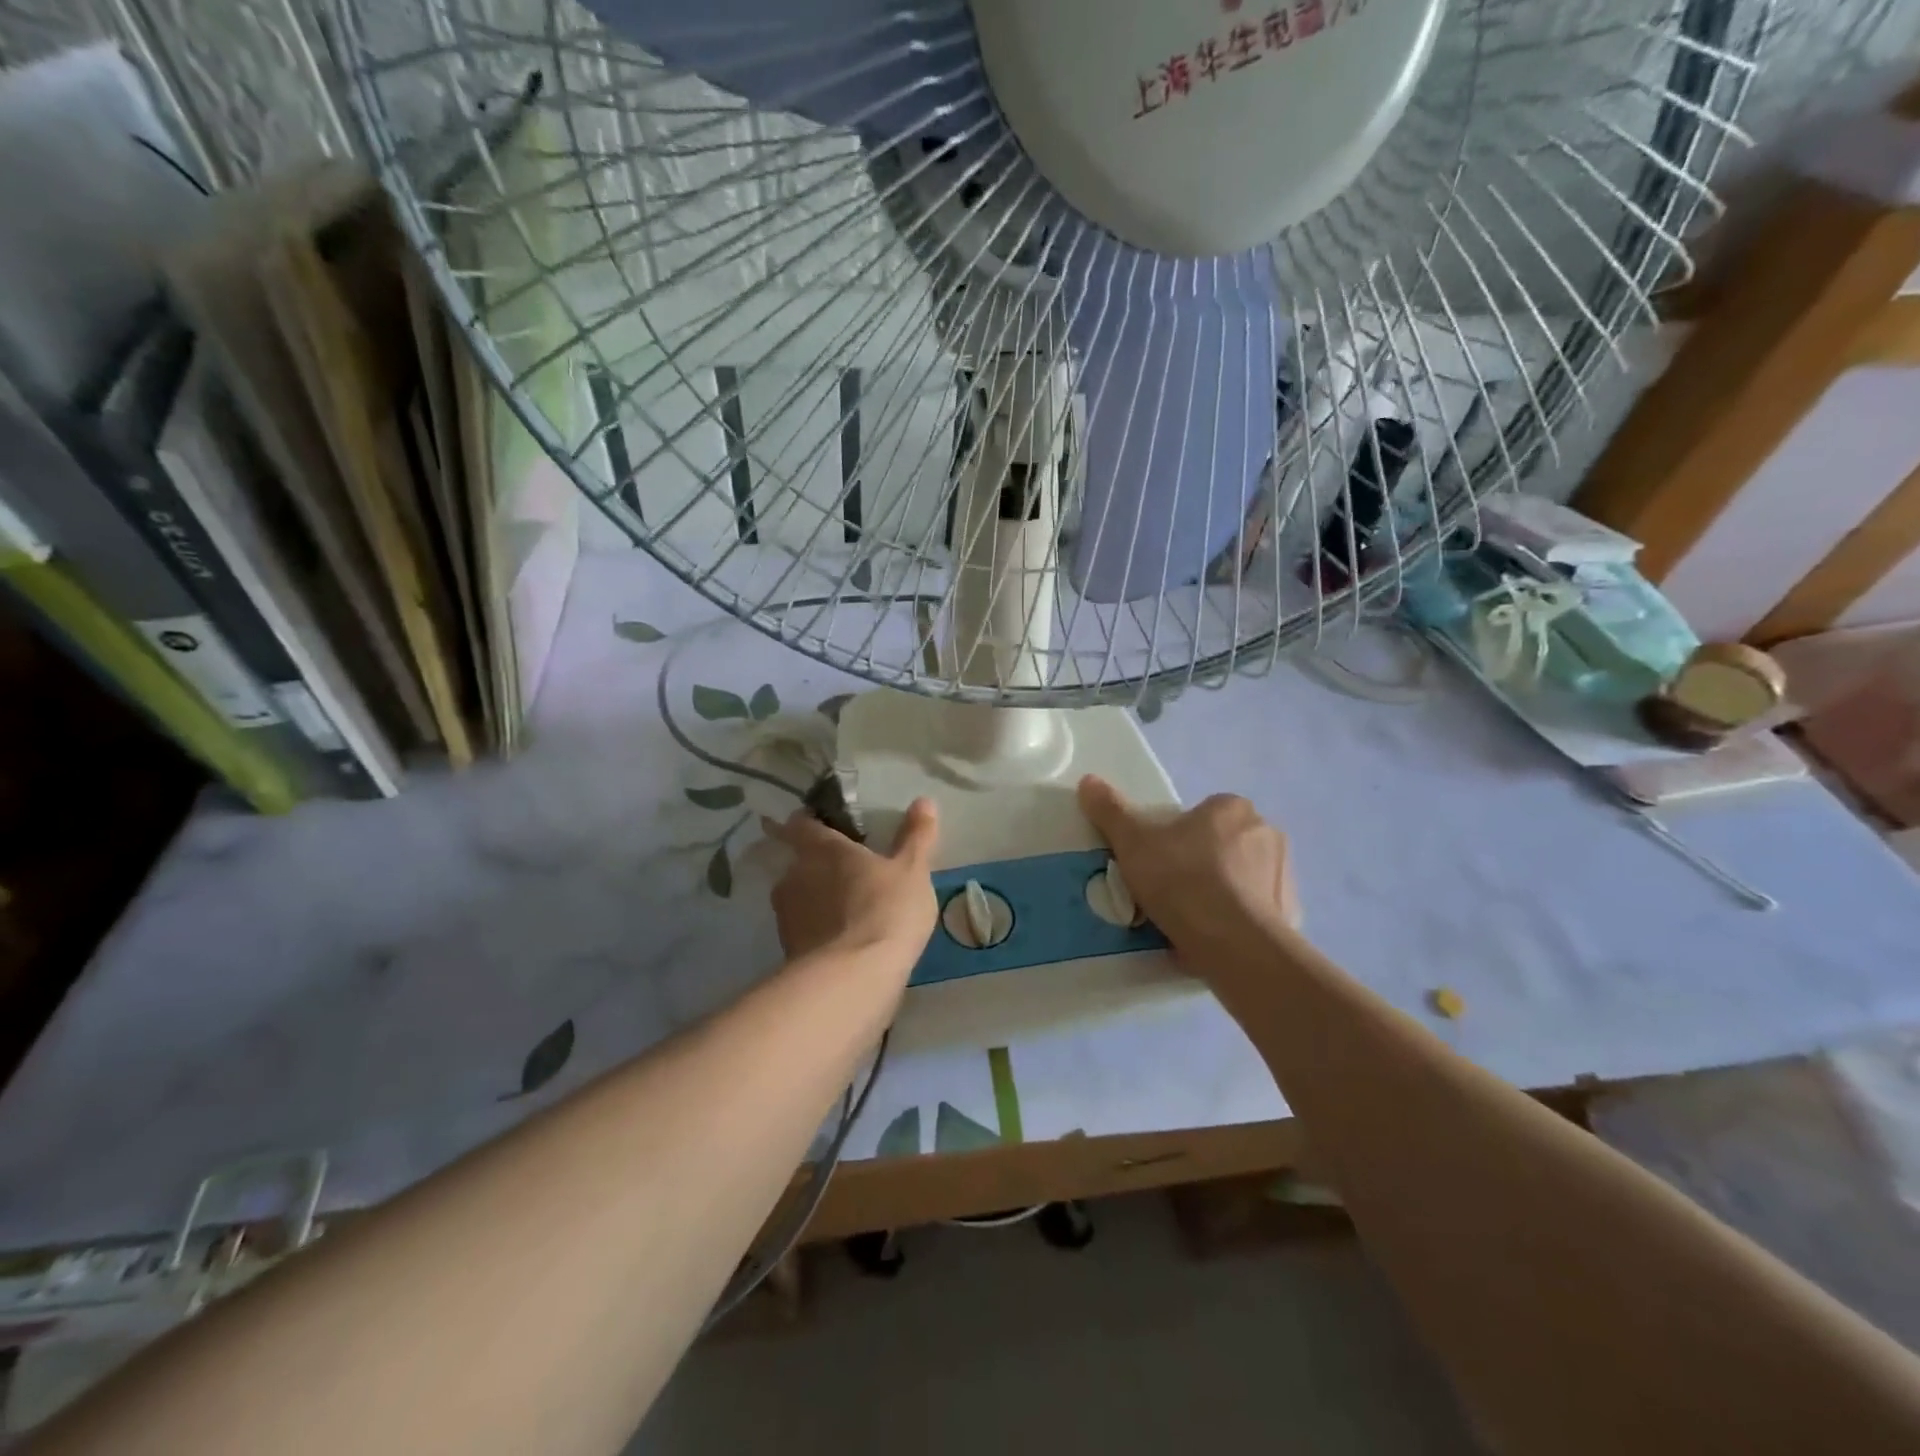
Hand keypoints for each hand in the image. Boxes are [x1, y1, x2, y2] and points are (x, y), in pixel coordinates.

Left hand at [762, 798, 940, 972]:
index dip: (809, 823)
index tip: (821, 825)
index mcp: (823, 849)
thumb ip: (916, 836)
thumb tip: (924, 801)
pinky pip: (803, 931)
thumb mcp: (912, 870)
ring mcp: (786, 915)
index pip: (802, 824)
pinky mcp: (787, 950)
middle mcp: (795, 875)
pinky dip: (818, 932)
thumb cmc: (885, 910)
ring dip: (817, 901)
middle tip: (847, 874)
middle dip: (818, 866)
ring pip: (799, 898)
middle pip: (799, 862)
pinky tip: (842, 943)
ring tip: (847, 913)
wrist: (853, 979)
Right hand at [1078, 776, 1299, 962]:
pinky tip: (1211, 941)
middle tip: (1169, 892)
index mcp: (1232, 808)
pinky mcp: (1290, 914)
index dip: (1176, 836)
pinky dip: (1236, 921)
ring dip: (1220, 893)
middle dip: (1200, 864)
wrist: (1233, 943)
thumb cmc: (1182, 880)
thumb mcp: (1132, 843)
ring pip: (1241, 879)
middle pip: (1222, 845)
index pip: (1202, 814)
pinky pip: (1256, 912)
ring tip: (1187, 922)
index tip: (1157, 862)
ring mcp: (1284, 875)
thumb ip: (1110, 810)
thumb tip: (1088, 780)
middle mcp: (1266, 832)